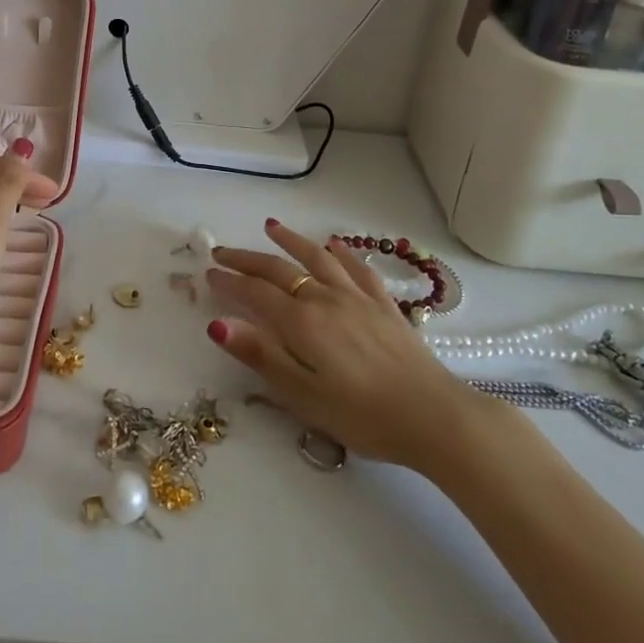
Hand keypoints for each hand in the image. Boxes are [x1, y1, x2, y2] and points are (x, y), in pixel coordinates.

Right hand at [205, 220, 497, 467]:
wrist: (435, 416)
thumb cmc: (363, 416)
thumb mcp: (303, 396)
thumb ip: (261, 356)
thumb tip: (217, 324)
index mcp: (302, 323)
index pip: (255, 293)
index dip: (229, 282)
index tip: (208, 273)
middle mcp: (325, 299)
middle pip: (279, 270)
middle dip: (247, 259)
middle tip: (223, 252)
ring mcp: (357, 298)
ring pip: (317, 259)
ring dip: (291, 240)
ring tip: (271, 226)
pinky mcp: (384, 305)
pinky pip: (358, 268)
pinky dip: (342, 252)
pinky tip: (334, 244)